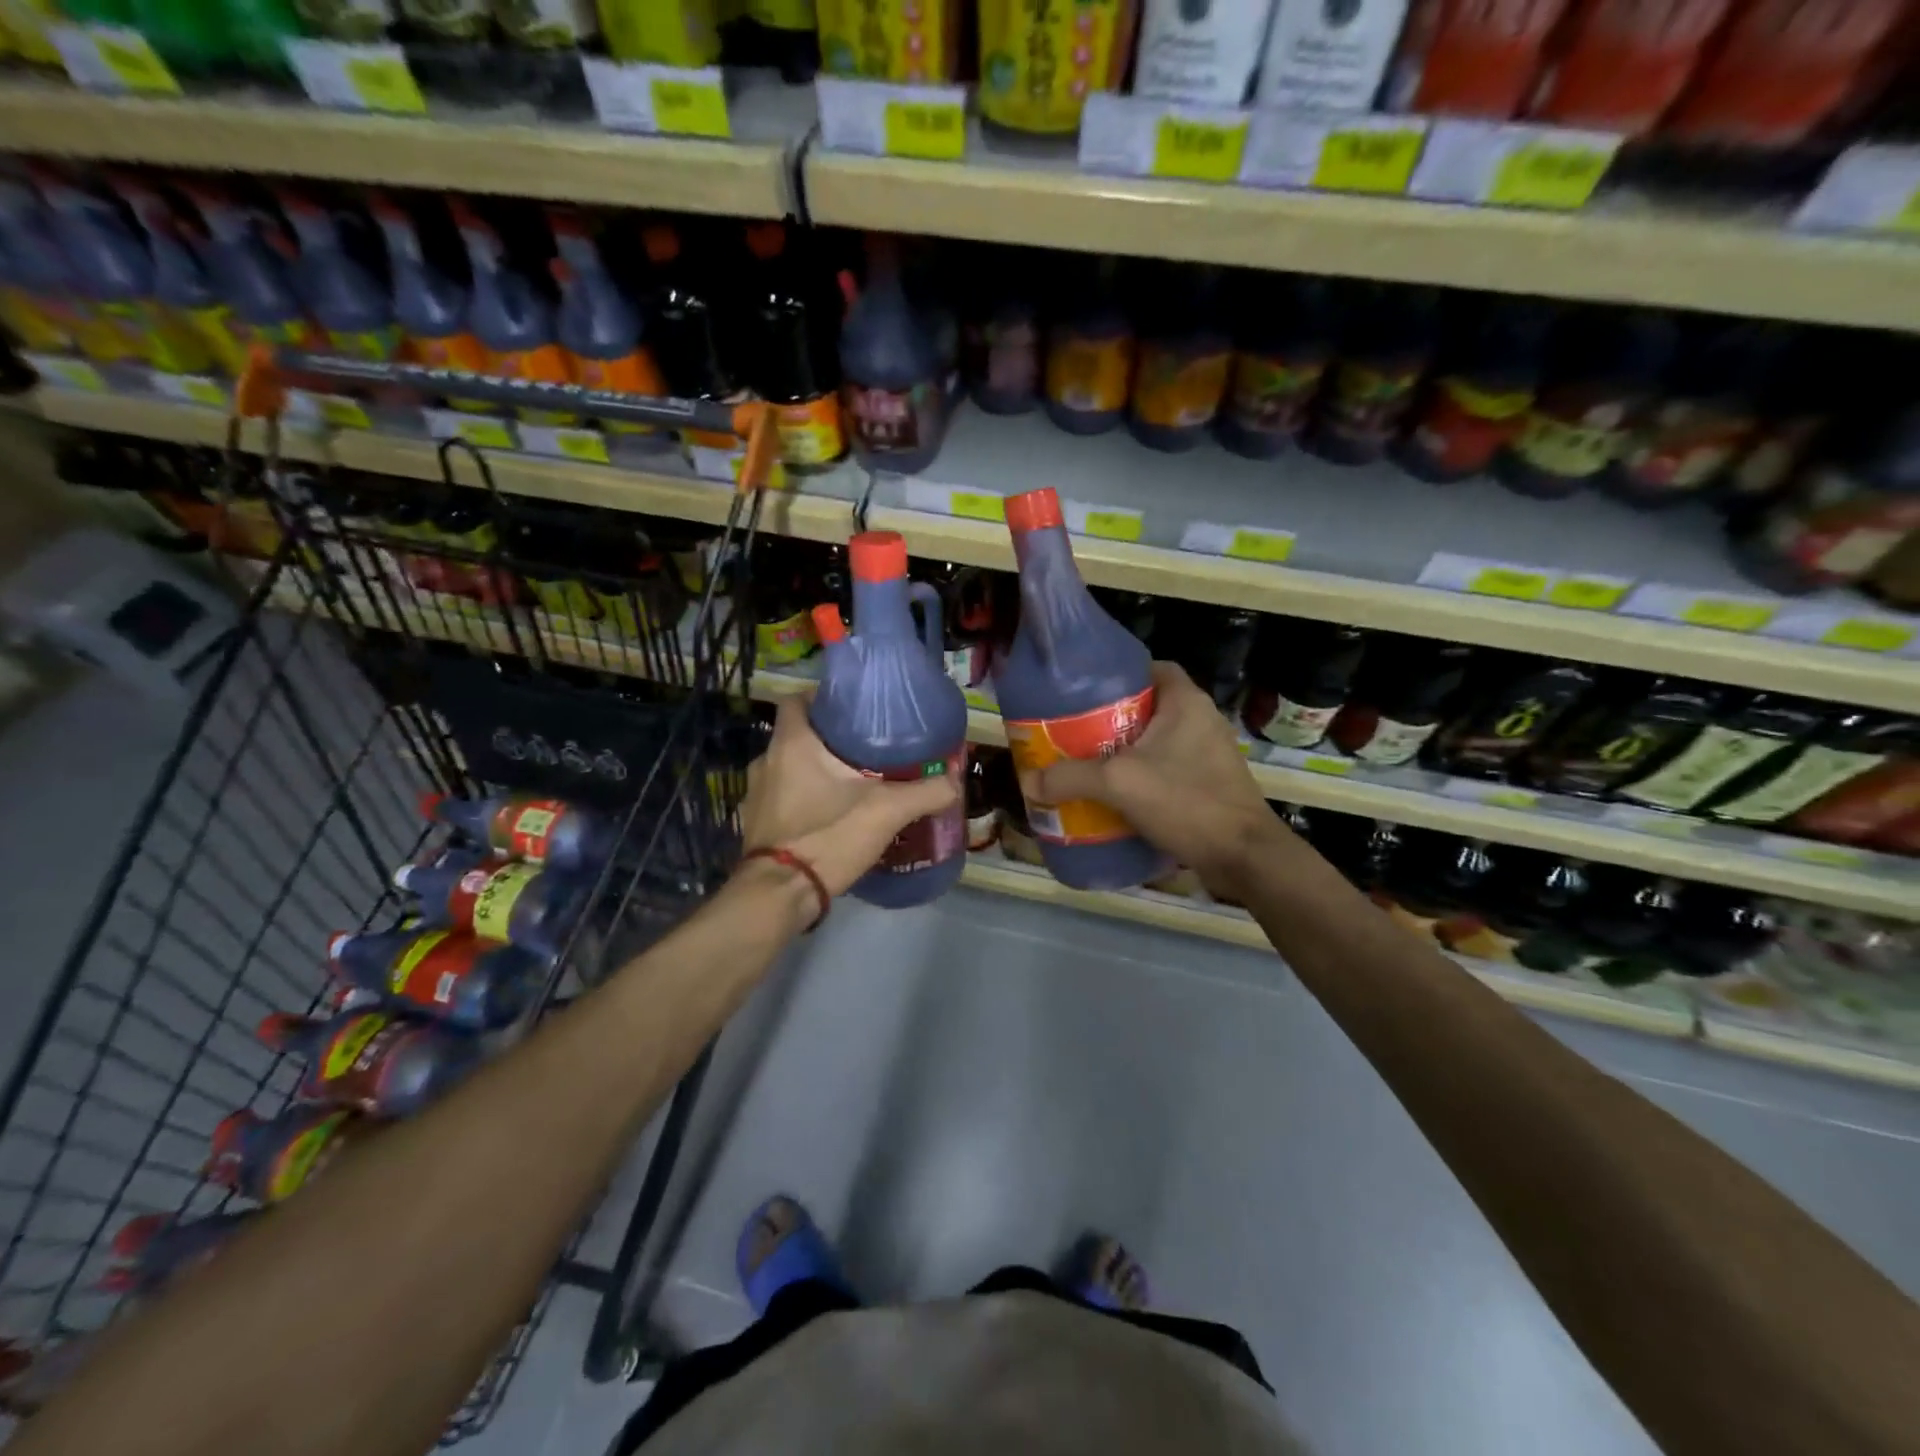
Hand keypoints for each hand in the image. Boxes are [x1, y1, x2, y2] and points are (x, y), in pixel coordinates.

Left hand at [739, 695, 960, 906]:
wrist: (780, 895)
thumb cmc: (828, 837)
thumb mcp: (886, 812)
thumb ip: (925, 792)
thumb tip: (955, 781)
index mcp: (791, 744)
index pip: (796, 699)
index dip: (821, 698)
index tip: (852, 709)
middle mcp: (766, 761)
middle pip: (796, 735)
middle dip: (828, 739)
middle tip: (865, 748)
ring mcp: (754, 794)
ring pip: (788, 767)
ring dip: (814, 770)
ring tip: (851, 781)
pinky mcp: (754, 823)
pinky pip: (781, 797)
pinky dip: (802, 798)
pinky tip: (829, 813)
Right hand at [1034, 662, 1285, 899]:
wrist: (1243, 856)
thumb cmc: (1187, 801)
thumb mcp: (1119, 783)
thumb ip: (1071, 778)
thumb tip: (1029, 782)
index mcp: (1186, 702)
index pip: (1151, 668)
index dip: (1118, 674)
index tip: (1085, 691)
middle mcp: (1201, 720)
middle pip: (1148, 707)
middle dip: (1111, 718)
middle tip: (1075, 731)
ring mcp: (1209, 754)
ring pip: (1156, 741)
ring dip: (1125, 751)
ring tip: (1087, 763)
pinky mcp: (1209, 784)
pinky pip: (1167, 769)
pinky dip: (1142, 777)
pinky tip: (1115, 795)